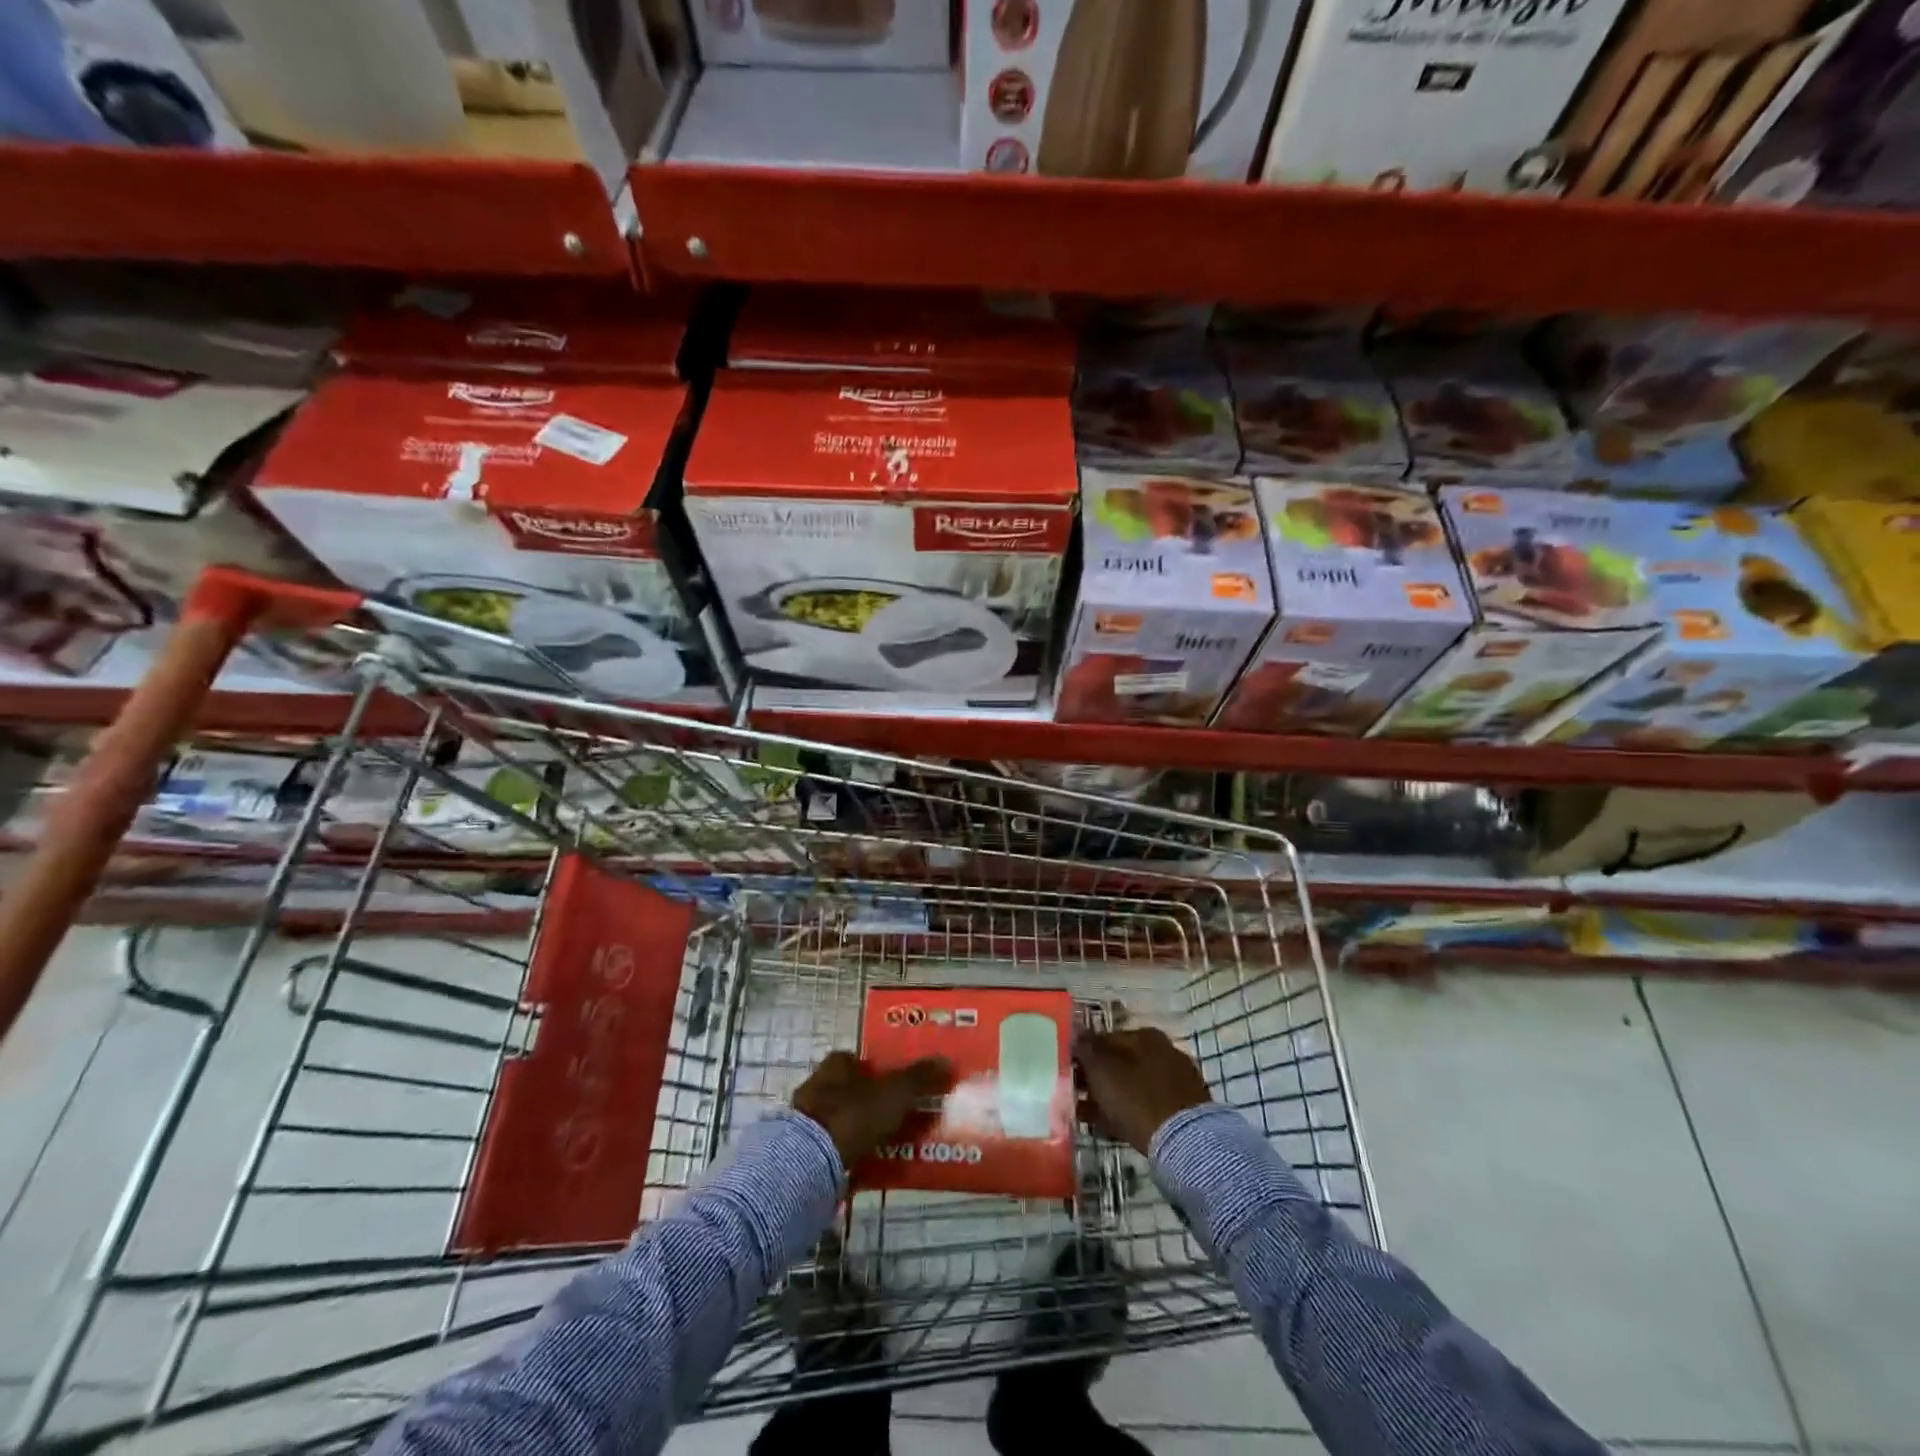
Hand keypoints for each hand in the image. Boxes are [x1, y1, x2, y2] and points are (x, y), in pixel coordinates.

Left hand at [792, 1051, 952, 1167]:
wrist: (809, 1162)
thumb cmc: (854, 1115)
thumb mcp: (895, 1093)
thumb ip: (920, 1078)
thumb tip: (947, 1061)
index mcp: (836, 1065)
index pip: (856, 1059)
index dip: (877, 1069)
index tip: (896, 1083)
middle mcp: (817, 1084)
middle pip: (848, 1088)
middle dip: (869, 1100)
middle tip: (896, 1115)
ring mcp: (806, 1118)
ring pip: (840, 1118)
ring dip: (859, 1128)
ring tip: (885, 1144)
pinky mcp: (800, 1150)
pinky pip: (831, 1146)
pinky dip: (847, 1152)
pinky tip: (864, 1164)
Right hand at [1076, 1027, 1210, 1154]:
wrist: (1185, 1142)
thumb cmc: (1136, 1097)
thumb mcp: (1102, 1069)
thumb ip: (1087, 1049)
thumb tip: (1077, 1033)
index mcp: (1145, 1036)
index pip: (1105, 1038)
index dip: (1083, 1055)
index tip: (1069, 1073)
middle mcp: (1163, 1051)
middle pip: (1120, 1062)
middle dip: (1096, 1078)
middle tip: (1076, 1095)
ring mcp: (1176, 1080)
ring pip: (1132, 1085)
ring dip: (1109, 1097)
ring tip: (1086, 1115)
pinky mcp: (1184, 1109)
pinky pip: (1146, 1105)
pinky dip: (1127, 1113)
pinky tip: (1110, 1127)